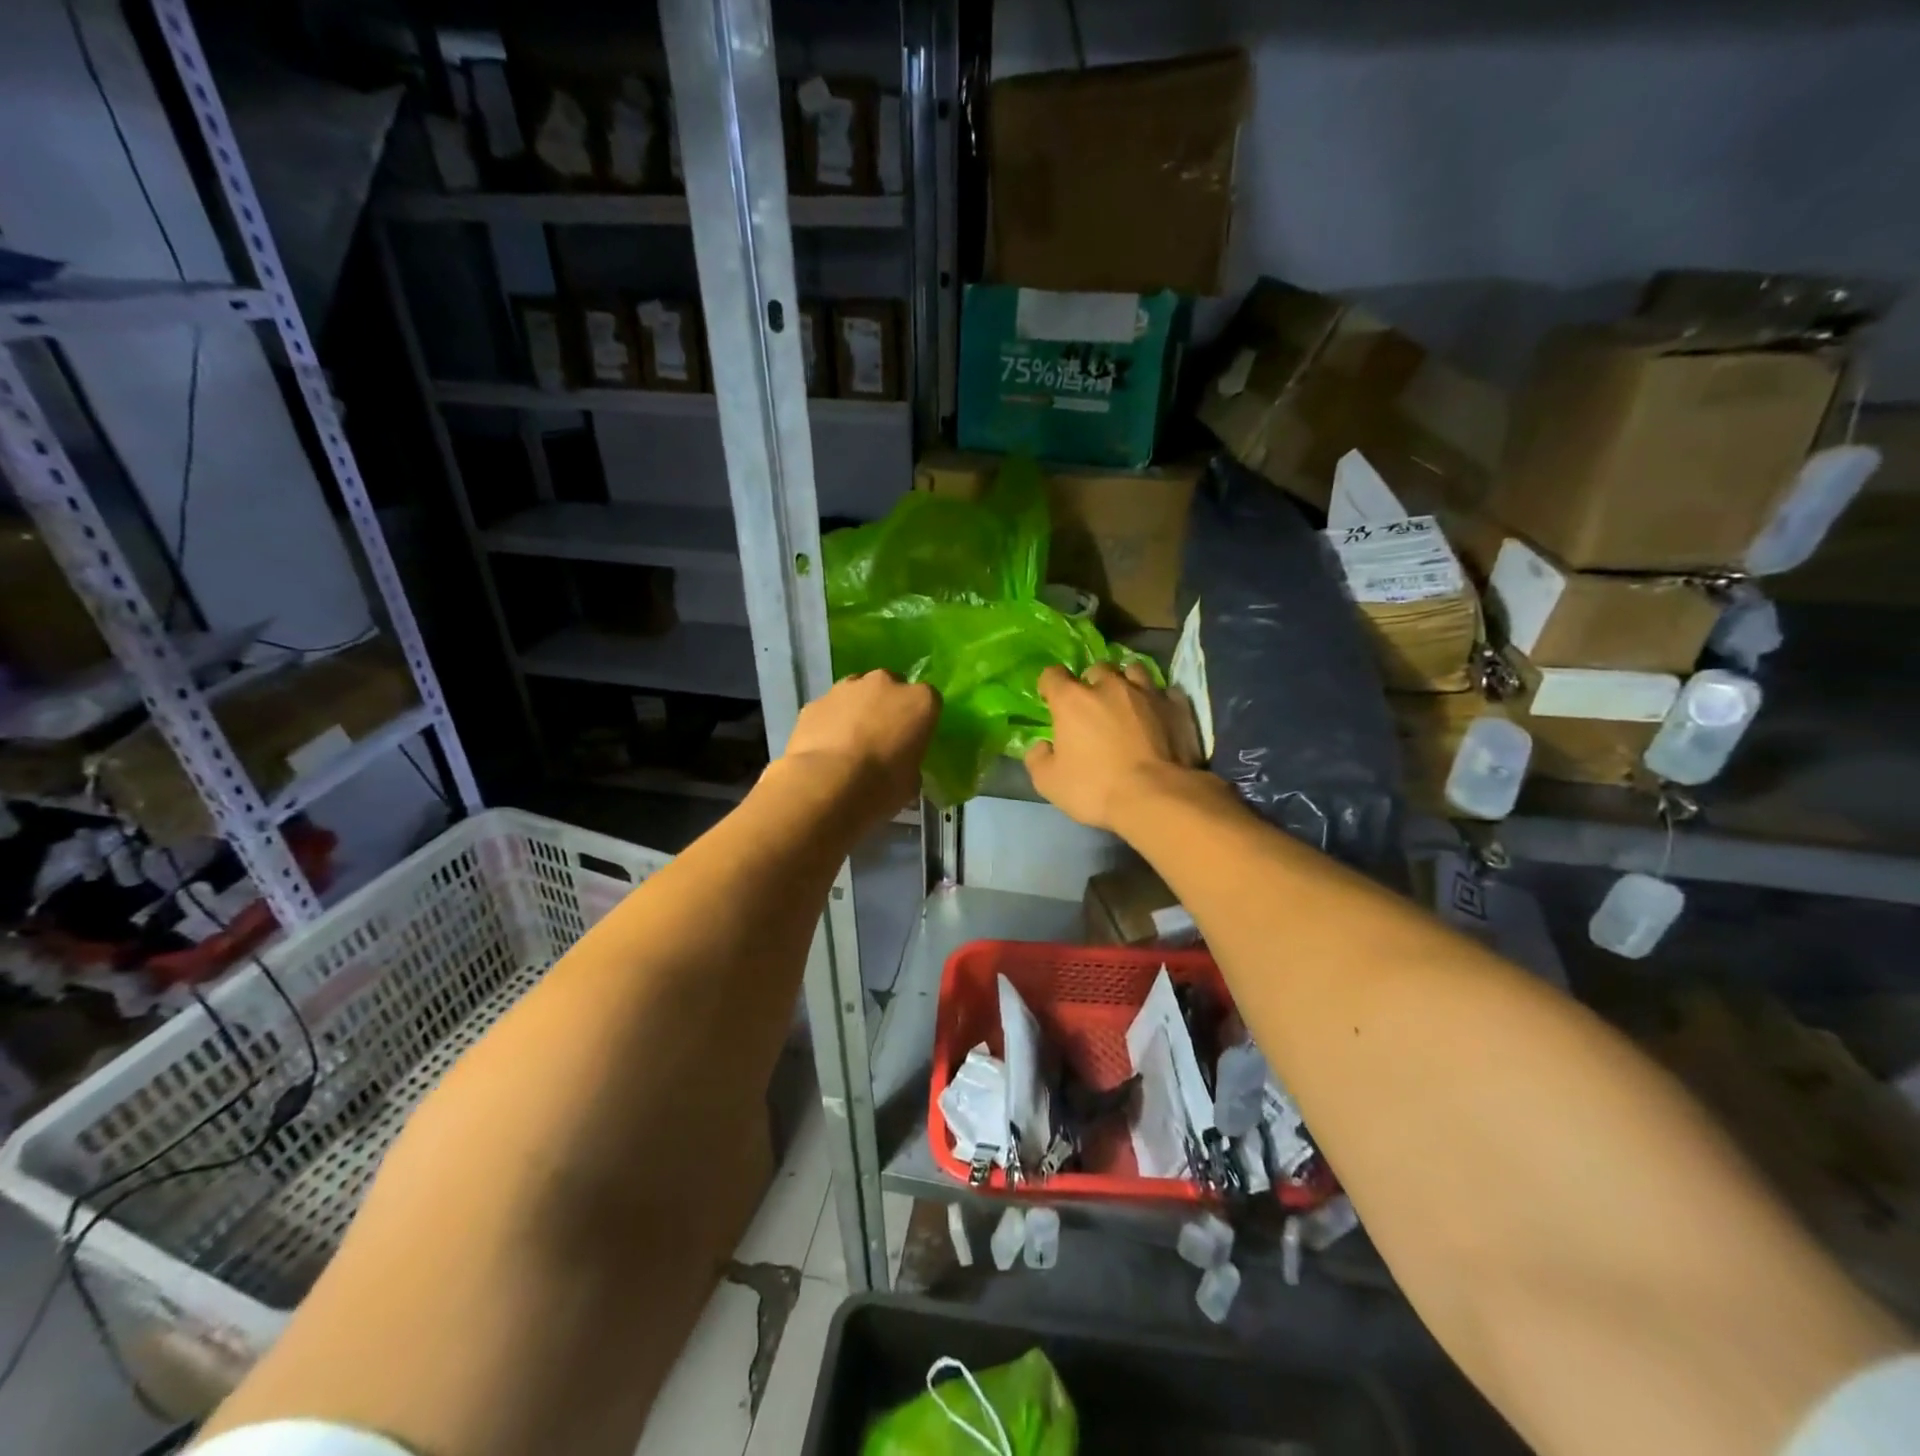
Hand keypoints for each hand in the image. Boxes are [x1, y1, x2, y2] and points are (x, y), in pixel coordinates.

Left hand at [780, 670, 938, 820]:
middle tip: (882, 737)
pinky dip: (830, 722)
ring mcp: (847, 688)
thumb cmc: (882, 786)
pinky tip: (826, 748)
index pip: (929, 701)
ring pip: (857, 692)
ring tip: (851, 742)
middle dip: (888, 706)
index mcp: (920, 701)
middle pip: (891, 687)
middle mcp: (885, 683)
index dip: (920, 721)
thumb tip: (901, 766)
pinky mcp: (815, 702)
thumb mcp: (911, 782)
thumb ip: (910, 764)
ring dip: (857, 710)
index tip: (913, 740)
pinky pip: (829, 708)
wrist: (827, 785)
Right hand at [1024, 663, 1202, 831]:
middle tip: (1093, 704)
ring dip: (1127, 681)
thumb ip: (1038, 759)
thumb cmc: (1095, 788)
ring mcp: (1147, 692)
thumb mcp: (1049, 783)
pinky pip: (1166, 691)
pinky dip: (1159, 699)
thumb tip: (1042, 746)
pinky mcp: (1177, 706)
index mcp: (1072, 700)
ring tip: (1127, 700)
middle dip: (1092, 682)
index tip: (1050, 699)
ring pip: (1134, 670)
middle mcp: (1109, 686)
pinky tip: (1158, 713)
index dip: (1049, 685)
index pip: (1053, 675)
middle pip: (1097, 668)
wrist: (1156, 797)